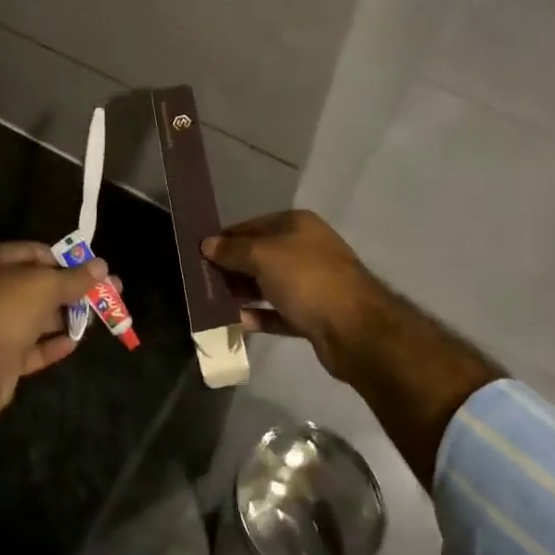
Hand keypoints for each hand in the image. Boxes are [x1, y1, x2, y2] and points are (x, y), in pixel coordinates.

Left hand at [0, 242, 111, 416]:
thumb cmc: (6, 311)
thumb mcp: (45, 286)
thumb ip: (75, 277)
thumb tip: (103, 265)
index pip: (36, 252)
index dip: (65, 259)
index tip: (92, 269)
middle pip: (39, 285)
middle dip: (72, 290)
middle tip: (106, 293)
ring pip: (37, 316)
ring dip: (66, 317)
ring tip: (98, 319)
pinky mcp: (1, 356)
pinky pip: (32, 346)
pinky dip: (53, 343)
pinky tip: (75, 342)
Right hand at [203, 210, 386, 380]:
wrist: (355, 329)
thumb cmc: (306, 279)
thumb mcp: (263, 256)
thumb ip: (233, 250)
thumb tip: (207, 244)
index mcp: (297, 225)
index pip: (252, 226)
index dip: (226, 239)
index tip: (199, 255)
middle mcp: (306, 249)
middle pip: (260, 255)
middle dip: (232, 268)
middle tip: (202, 283)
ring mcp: (312, 282)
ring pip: (268, 284)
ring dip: (243, 293)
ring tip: (213, 304)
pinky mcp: (313, 314)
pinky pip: (278, 312)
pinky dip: (259, 316)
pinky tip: (237, 323)